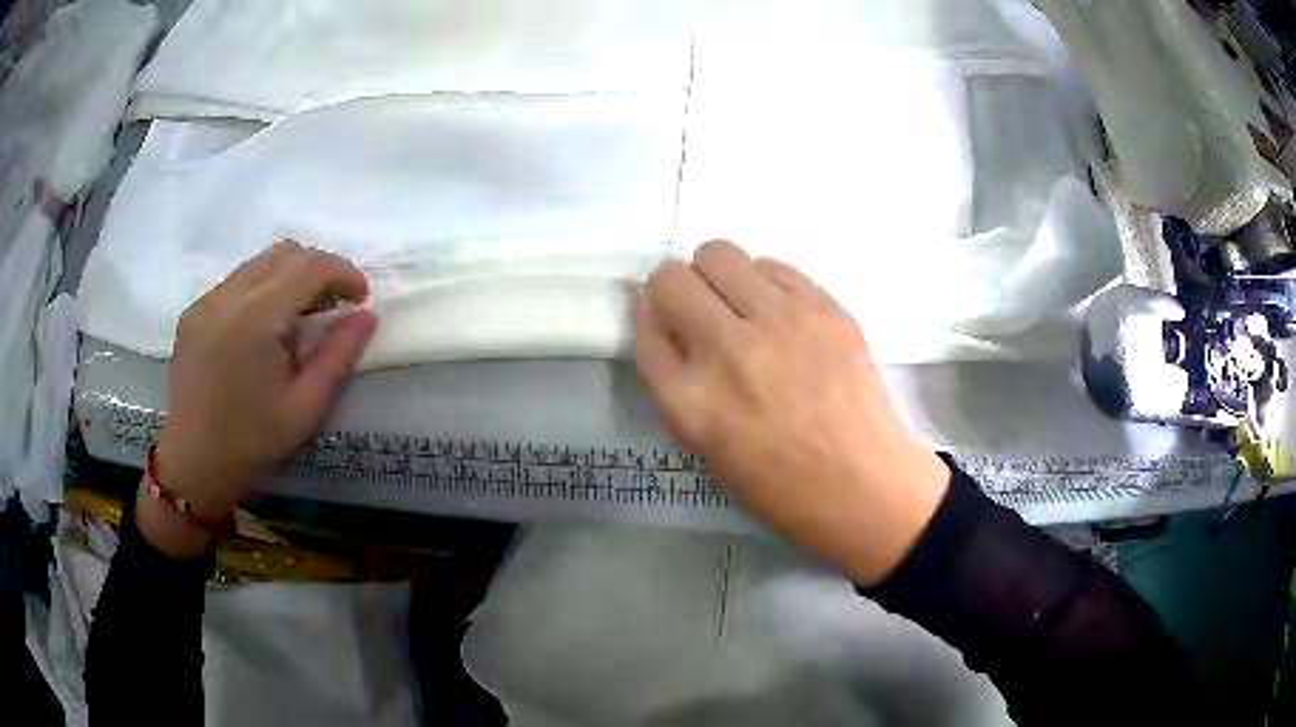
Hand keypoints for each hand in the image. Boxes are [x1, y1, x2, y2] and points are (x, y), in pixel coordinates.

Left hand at [140, 241, 377, 556]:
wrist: (192, 465)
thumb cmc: (251, 443)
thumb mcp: (306, 408)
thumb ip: (339, 356)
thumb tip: (367, 315)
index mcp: (256, 318)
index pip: (309, 266)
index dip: (343, 272)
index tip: (360, 297)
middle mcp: (228, 296)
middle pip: (284, 253)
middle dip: (317, 270)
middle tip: (332, 307)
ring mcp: (206, 301)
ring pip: (259, 263)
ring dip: (289, 277)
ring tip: (298, 318)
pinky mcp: (193, 312)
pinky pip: (236, 282)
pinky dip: (261, 290)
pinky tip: (262, 331)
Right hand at [635, 240, 948, 584]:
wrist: (865, 486)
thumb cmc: (780, 484)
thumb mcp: (706, 447)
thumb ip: (675, 381)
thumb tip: (662, 318)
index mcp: (691, 401)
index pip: (644, 323)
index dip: (650, 315)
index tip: (664, 317)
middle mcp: (728, 350)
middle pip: (672, 277)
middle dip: (676, 288)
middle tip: (700, 311)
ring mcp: (781, 322)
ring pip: (719, 253)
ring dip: (718, 276)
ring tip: (741, 307)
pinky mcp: (824, 309)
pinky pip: (773, 265)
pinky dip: (764, 280)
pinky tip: (780, 313)